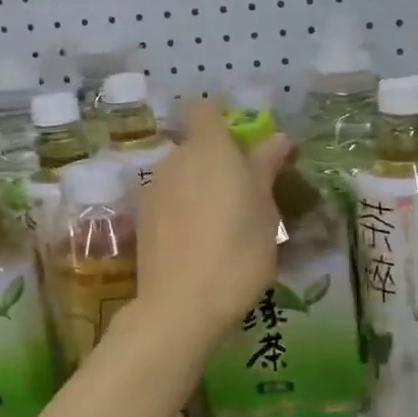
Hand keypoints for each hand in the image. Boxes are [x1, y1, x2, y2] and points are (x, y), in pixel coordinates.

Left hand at [134, 99, 290, 346]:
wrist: (181, 307)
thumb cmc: (237, 254)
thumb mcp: (265, 212)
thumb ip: (265, 169)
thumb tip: (276, 138)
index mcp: (209, 150)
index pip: (205, 109)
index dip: (222, 118)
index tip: (243, 142)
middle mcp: (174, 160)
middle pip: (194, 145)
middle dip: (216, 160)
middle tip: (244, 194)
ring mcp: (152, 190)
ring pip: (180, 175)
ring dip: (198, 187)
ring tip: (220, 225)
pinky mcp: (141, 219)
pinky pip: (167, 200)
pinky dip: (182, 210)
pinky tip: (196, 242)